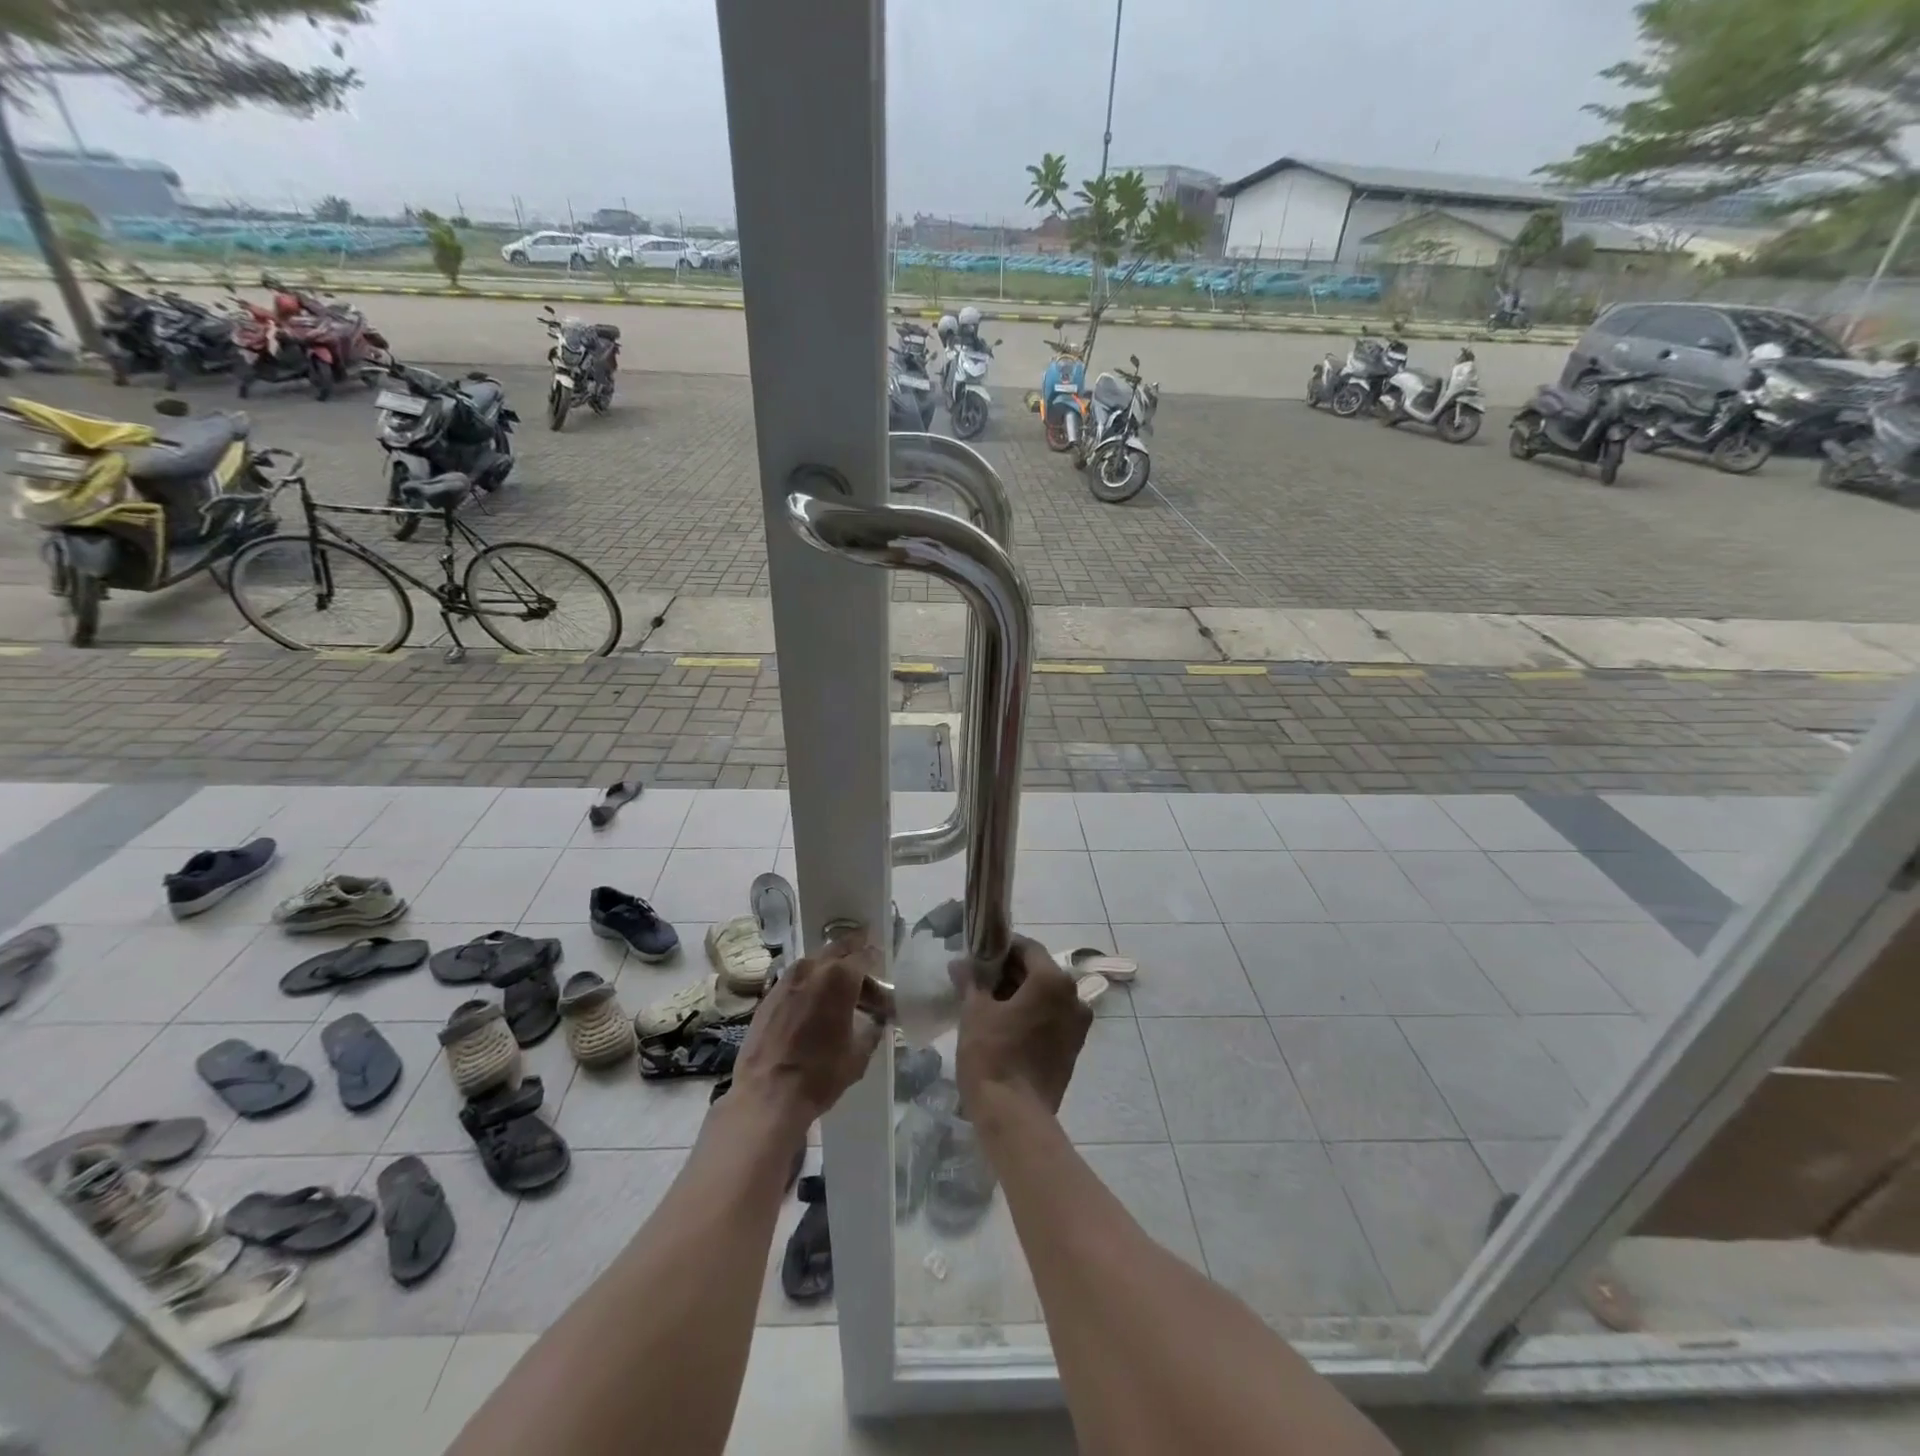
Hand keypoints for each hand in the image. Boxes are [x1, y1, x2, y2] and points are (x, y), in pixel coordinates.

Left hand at [729, 932, 883, 1132]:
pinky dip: (810, 982)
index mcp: (840, 978)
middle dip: (853, 953)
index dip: (876, 960)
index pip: (864, 955)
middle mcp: (813, 969)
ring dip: (830, 967)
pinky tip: (814, 1002)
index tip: (883, 968)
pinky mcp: (769, 995)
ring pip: (815, 962)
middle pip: (838, 949)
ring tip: (840, 986)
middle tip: (864, 963)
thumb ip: (873, 1029)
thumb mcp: (859, 1054)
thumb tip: (877, 1019)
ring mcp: (787, 980)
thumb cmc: (820, 1074)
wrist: (767, 1095)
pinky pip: (797, 978)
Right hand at [955, 936, 1089, 1121]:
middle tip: (979, 978)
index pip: (1028, 948)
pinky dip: (1031, 1015)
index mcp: (1053, 981)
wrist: (1014, 1116)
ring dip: (1020, 995)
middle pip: (1039, 972)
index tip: (979, 954)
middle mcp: (1074, 997)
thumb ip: (971, 981)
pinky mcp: (1073, 1050)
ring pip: (1046, 997)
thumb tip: (960, 964)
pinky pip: (1051, 1019)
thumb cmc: (993, 1054)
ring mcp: (1077, 1026)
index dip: (1002, 947)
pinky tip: (1005, 1024)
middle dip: (1010, 972)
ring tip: (988, 1002)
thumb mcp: (974, 1011)